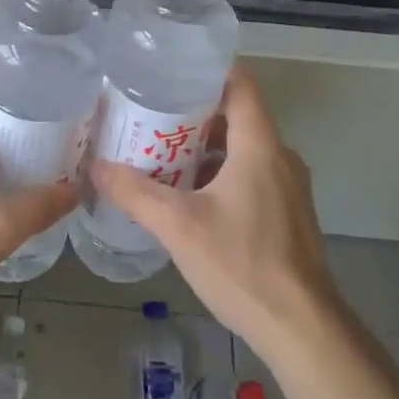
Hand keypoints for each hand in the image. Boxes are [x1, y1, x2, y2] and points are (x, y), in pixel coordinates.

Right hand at [90, 64, 338, 357]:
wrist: (302, 330)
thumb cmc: (242, 264)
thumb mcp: (179, 226)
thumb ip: (135, 193)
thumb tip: (95, 167)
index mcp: (260, 145)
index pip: (240, 83)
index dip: (208, 69)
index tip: (171, 67)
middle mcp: (280, 157)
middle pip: (237, 115)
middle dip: (194, 112)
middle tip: (150, 112)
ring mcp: (288, 187)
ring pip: (243, 148)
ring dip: (205, 147)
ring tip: (161, 151)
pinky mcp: (288, 214)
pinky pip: (251, 175)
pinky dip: (221, 173)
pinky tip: (189, 195)